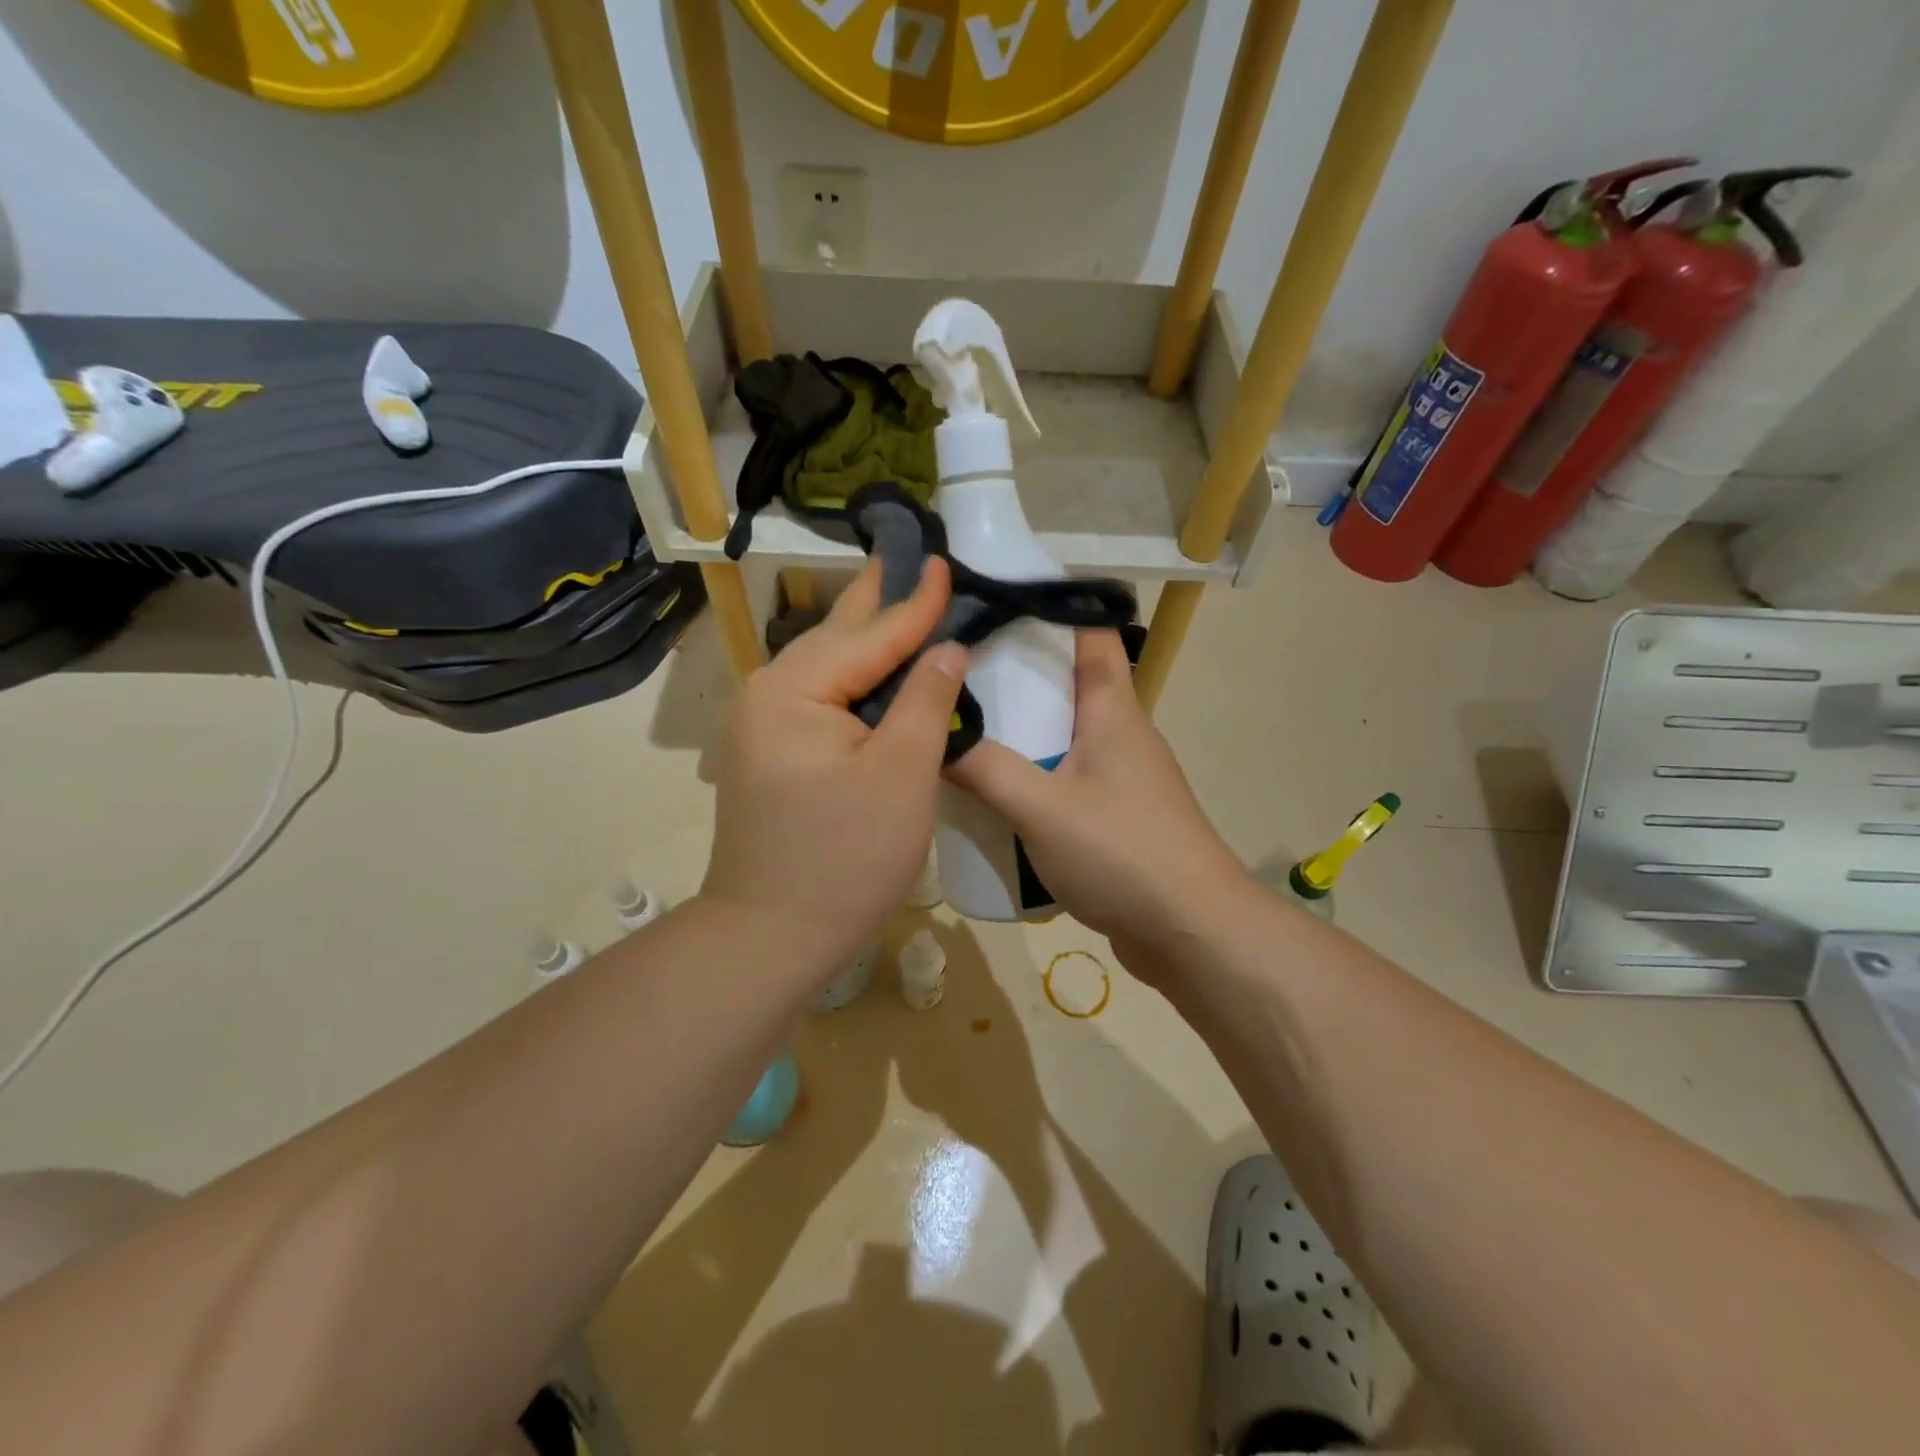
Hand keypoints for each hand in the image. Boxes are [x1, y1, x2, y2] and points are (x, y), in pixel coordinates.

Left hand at [701, 558, 968, 981]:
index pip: (871, 634)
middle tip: (903, 553)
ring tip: (891, 597)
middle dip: (875, 599)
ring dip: (862, 636)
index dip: (916, 602)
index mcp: (795, 689)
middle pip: (836, 637)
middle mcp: (765, 694)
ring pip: (823, 666)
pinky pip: (815, 697)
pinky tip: (869, 668)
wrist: (771, 935)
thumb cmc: (846, 856)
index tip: (945, 560)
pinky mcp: (766, 753)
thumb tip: (946, 648)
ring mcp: (759, 725)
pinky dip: (849, 677)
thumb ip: (925, 699)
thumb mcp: (902, 773)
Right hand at [944, 629, 1250, 969]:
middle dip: (1017, 672)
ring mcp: (1122, 777)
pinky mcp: (1116, 816)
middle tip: (955, 668)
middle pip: (1069, 683)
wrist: (1192, 932)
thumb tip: (932, 732)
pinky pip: (1066, 779)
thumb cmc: (1123, 852)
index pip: (1091, 632)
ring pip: (1065, 735)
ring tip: (963, 726)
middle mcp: (1121, 733)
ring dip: (1022, 729)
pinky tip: (995, 793)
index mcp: (1113, 709)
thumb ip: (984, 769)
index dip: (1052, 606)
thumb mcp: (1041, 807)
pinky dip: (1033, 775)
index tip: (995, 597)